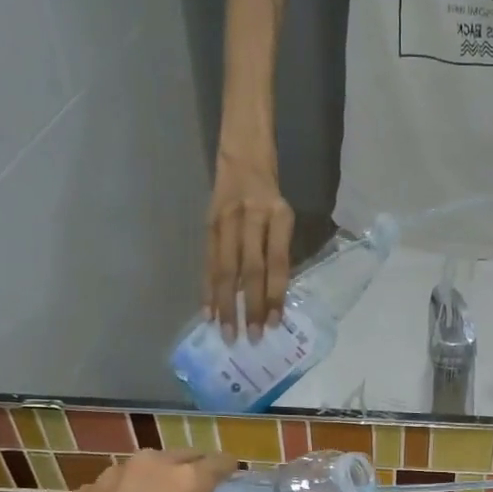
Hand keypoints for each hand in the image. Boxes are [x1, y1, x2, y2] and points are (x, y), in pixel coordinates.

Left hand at [0, 450, 235, 491]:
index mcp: (185, 483)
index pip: (221, 462)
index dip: (231, 475)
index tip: (233, 490)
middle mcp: (153, 465)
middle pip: (186, 457)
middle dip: (196, 473)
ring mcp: (116, 472)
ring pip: (151, 466)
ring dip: (161, 481)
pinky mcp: (87, 486)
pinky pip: (122, 482)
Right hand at [205, 153, 293, 340]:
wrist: (242, 153)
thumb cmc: (271, 193)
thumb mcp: (284, 216)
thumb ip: (279, 252)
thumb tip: (273, 298)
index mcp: (279, 217)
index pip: (278, 263)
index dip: (275, 295)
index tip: (274, 324)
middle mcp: (252, 218)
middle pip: (250, 270)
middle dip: (249, 306)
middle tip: (250, 338)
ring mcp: (227, 221)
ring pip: (225, 269)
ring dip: (225, 304)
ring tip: (226, 332)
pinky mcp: (208, 224)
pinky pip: (208, 262)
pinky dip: (208, 289)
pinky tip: (208, 313)